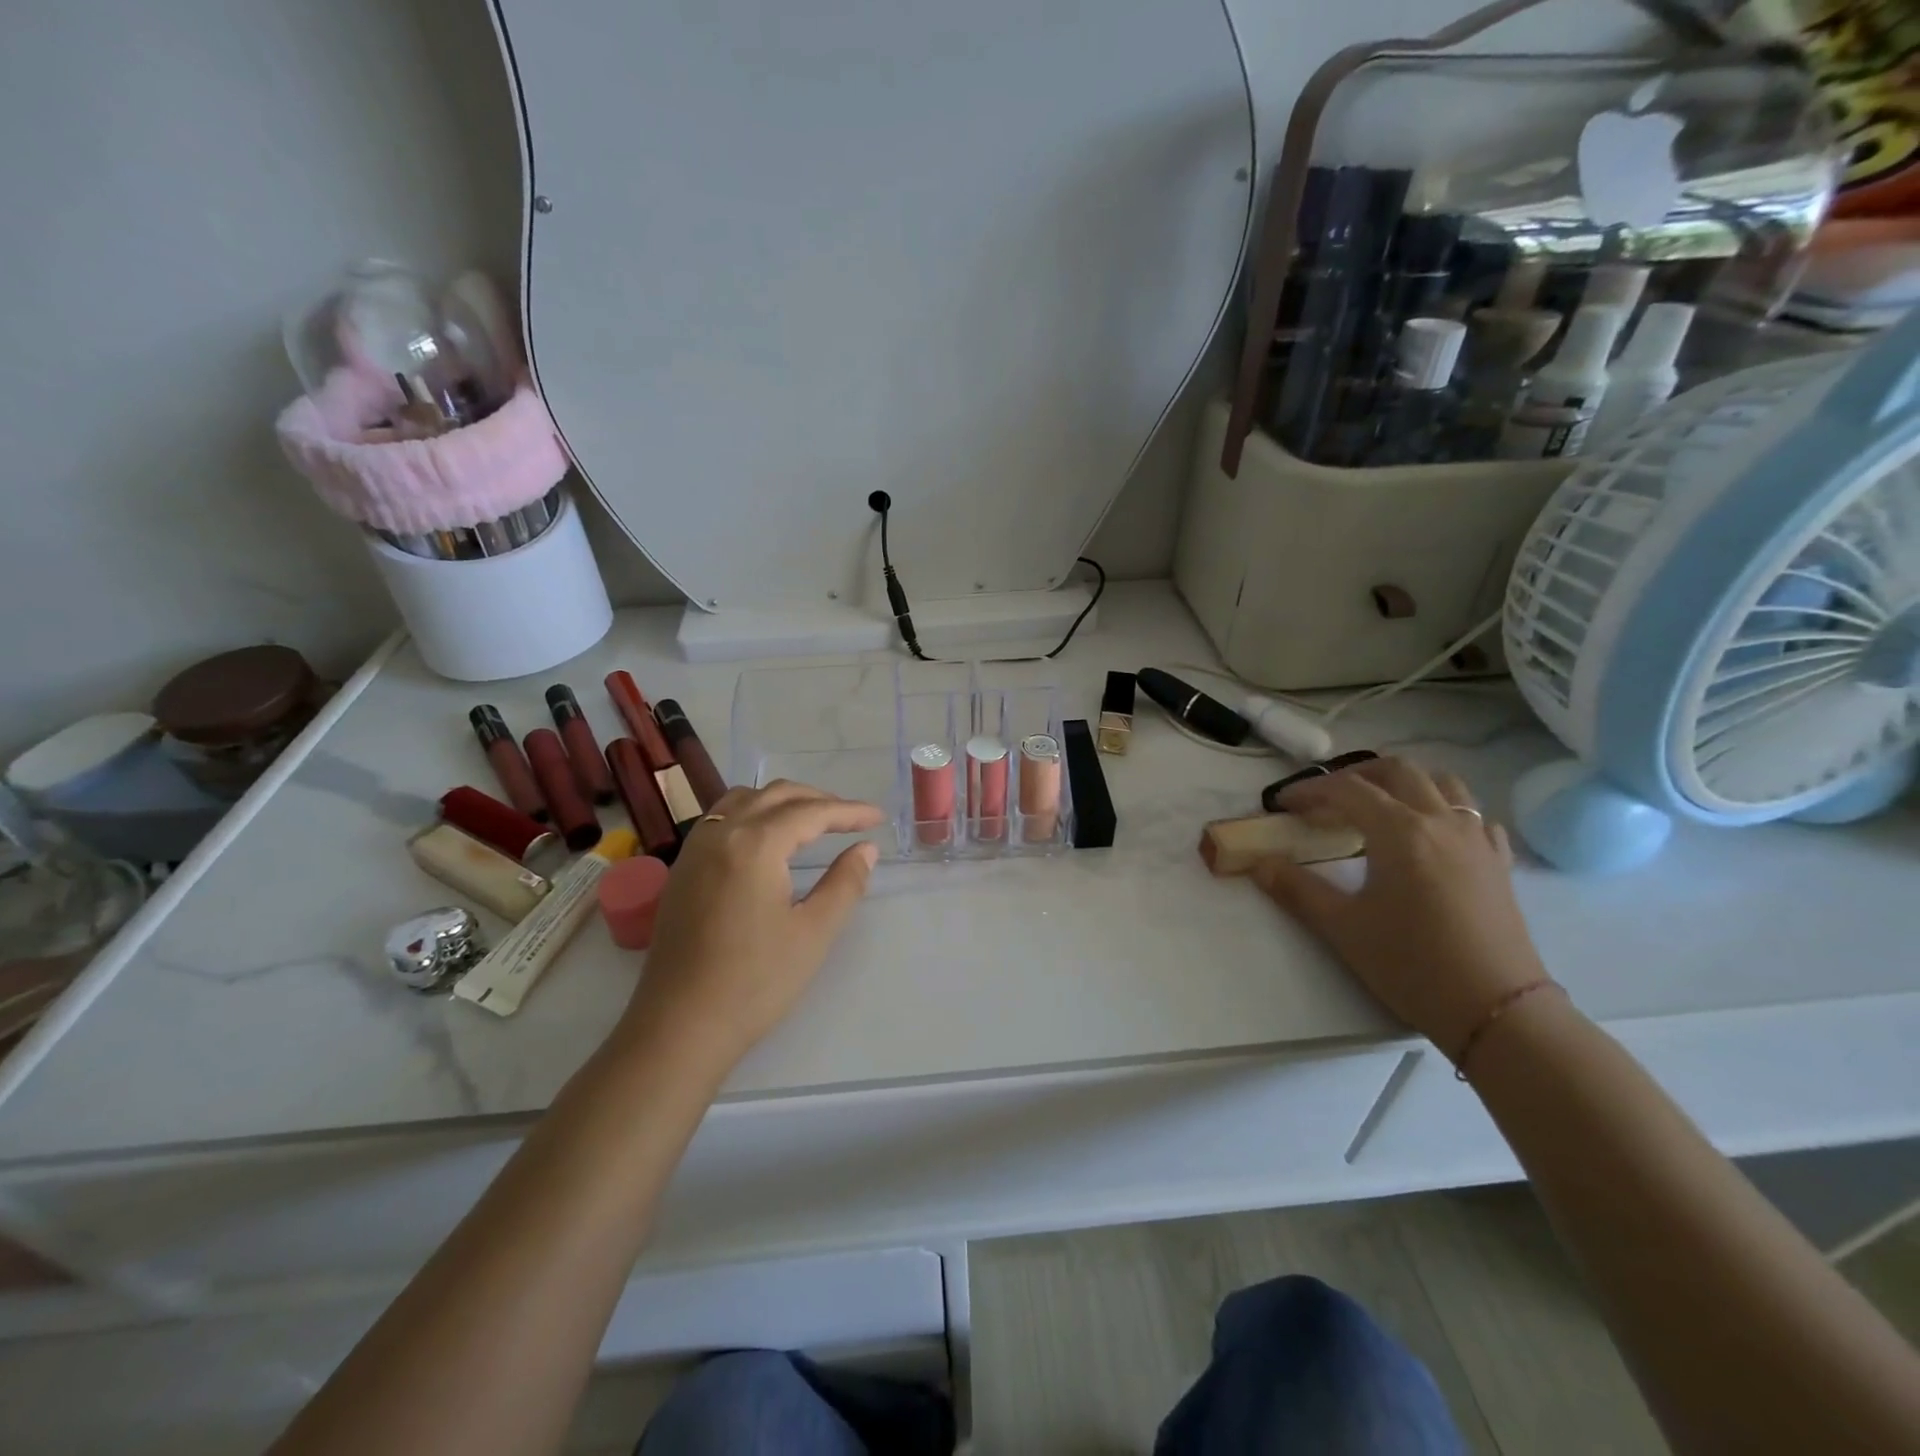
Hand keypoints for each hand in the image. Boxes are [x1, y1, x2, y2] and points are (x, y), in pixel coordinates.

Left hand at [621, 781, 884, 1066]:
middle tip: (851, 818)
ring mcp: (694, 850)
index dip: (849, 811)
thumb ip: (845, 883)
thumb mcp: (814, 932)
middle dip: (818, 800)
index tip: (878, 817)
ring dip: (782, 801)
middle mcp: (721, 834)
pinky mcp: (681, 870)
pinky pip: (721, 819)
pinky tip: (766, 838)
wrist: (680, 1027)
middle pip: (775, 795)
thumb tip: (866, 849)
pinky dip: (752, 812)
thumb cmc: (755, 982)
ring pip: (743, 800)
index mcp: (755, 845)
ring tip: (811, 821)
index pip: (810, 812)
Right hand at [1251, 757, 1549, 1057]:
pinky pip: (1475, 816)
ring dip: (1405, 782)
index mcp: (1400, 832)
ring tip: (1379, 804)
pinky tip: (1433, 833)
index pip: (1347, 790)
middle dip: (1356, 774)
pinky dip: (1446, 810)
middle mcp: (1441, 822)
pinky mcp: (1499, 863)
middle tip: (1326, 797)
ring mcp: (1477, 840)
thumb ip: (1297, 890)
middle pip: (1398, 771)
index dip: (1309, 790)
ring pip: (1443, 783)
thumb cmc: (1412, 965)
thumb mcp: (1343, 928)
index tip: (1282, 803)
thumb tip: (1260, 865)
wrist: (1497, 1010)